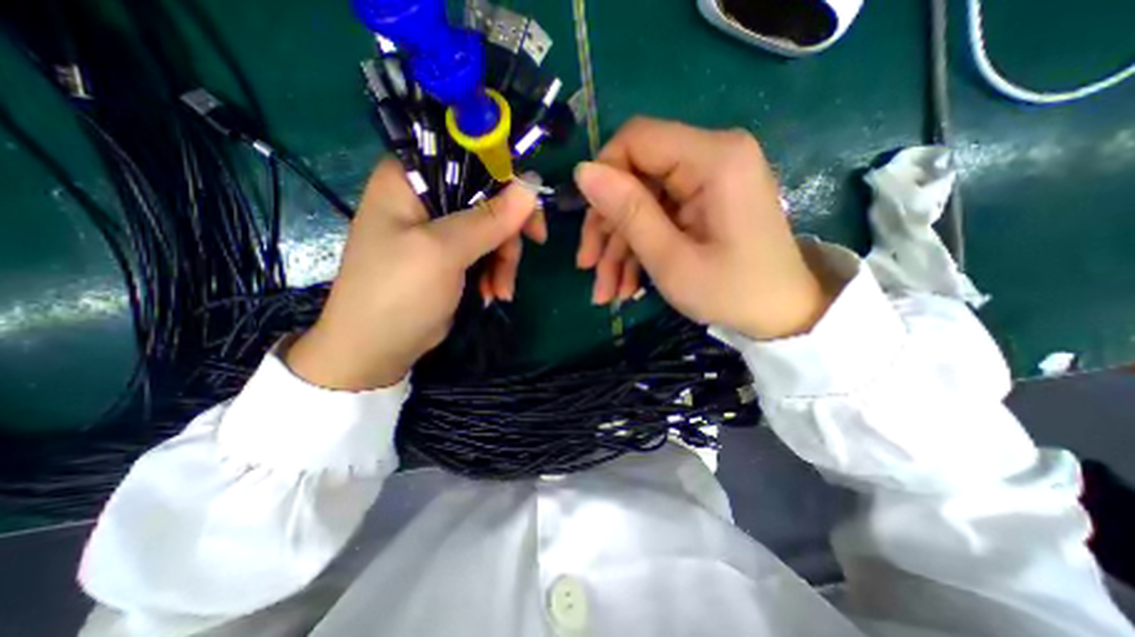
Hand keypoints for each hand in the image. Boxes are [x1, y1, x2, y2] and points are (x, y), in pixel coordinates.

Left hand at [289, 157, 545, 388]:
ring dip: (504, 260)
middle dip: (508, 232)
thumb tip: (532, 186)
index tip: (531, 210)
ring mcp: (440, 229)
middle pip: (487, 197)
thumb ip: (488, 219)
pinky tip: (492, 294)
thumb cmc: (398, 293)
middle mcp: (425, 197)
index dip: (506, 179)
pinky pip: (487, 252)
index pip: (469, 158)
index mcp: (410, 179)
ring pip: (493, 228)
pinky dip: (495, 272)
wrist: (377, 349)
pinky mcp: (452, 256)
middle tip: (530, 250)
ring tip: (500, 291)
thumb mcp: (443, 252)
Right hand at [579, 117, 831, 340]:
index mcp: (713, 159)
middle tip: (588, 266)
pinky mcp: (704, 202)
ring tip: (607, 292)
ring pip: (642, 203)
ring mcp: (708, 181)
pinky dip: (639, 250)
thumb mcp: (671, 259)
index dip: (604, 177)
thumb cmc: (731, 292)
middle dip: (607, 226)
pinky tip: (627, 286)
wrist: (782, 316)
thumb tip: (583, 172)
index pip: (637, 139)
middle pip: (636, 176)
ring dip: (619, 247)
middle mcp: (712, 157)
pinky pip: (659, 217)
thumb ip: (628, 211)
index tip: (590, 227)